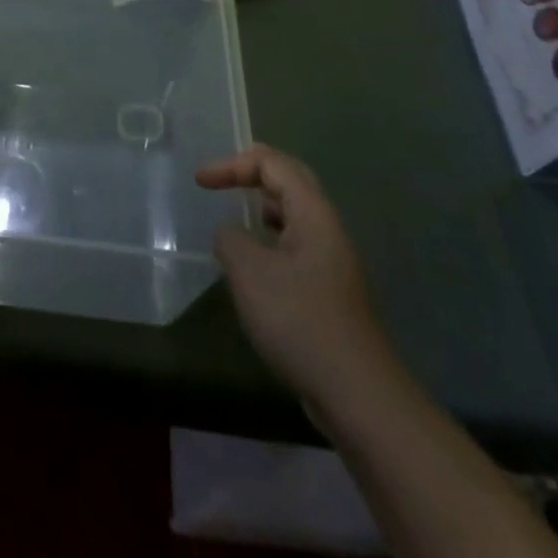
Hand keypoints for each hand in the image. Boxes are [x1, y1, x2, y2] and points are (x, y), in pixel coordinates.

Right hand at [196, 144, 390, 407]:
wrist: (357, 394)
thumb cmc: (299, 320)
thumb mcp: (249, 272)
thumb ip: (230, 238)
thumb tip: (230, 234)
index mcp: (313, 213)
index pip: (272, 163)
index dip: (233, 164)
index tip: (200, 182)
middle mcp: (327, 229)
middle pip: (290, 181)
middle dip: (252, 174)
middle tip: (219, 180)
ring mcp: (332, 261)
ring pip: (294, 216)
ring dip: (262, 208)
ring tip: (234, 218)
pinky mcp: (329, 291)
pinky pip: (296, 246)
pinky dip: (270, 240)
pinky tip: (253, 266)